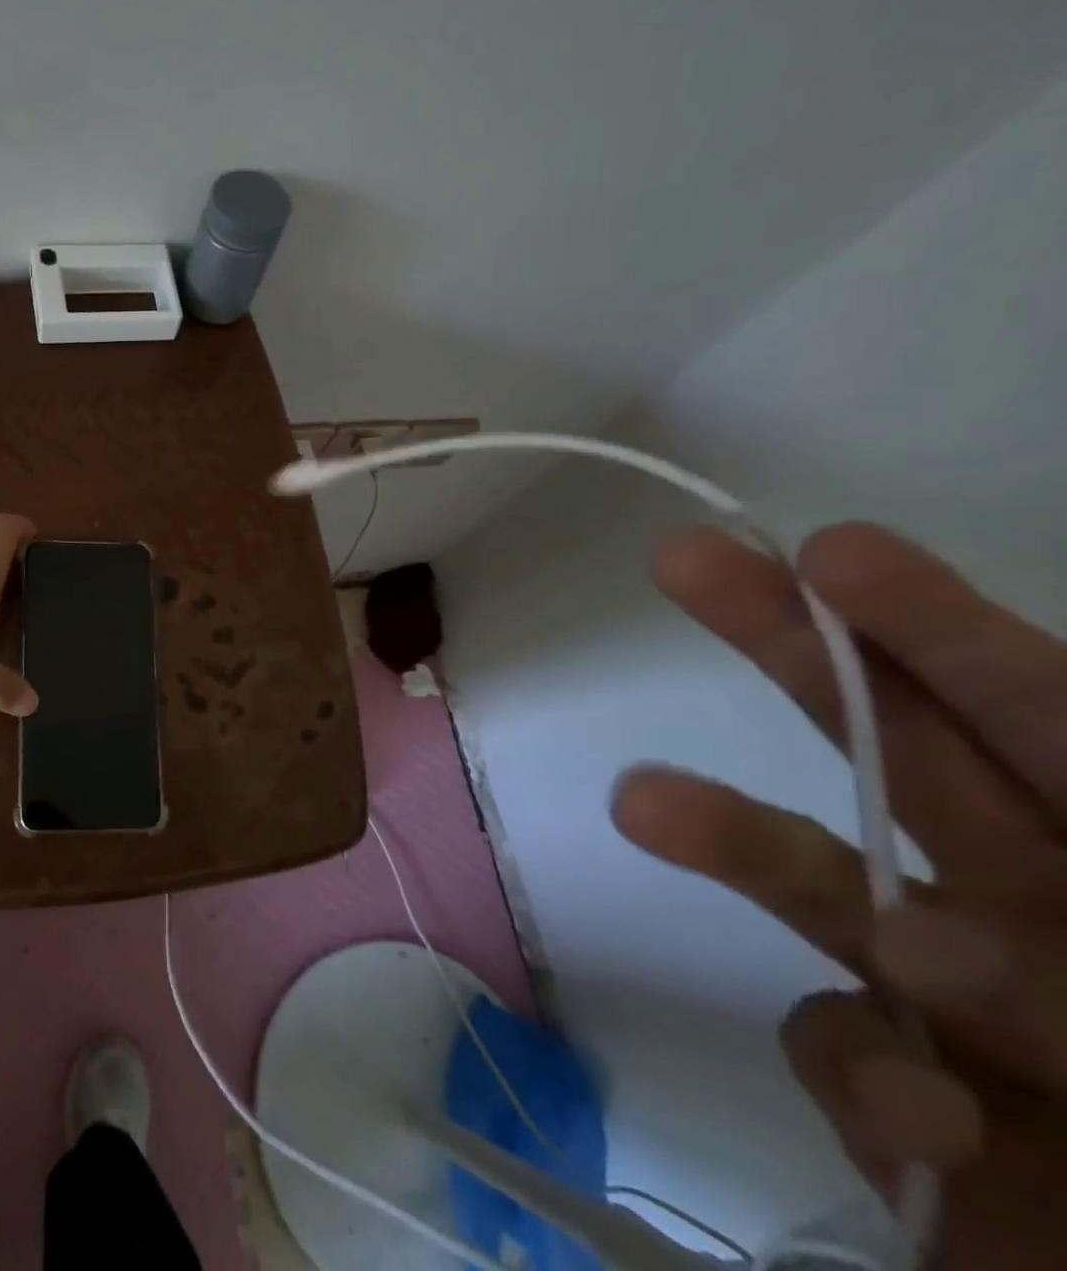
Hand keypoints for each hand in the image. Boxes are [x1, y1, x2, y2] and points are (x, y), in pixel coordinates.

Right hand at [611, 523, 1066, 1266]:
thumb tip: (906, 936)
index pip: (1045, 718)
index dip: (934, 630)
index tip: (825, 552)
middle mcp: (1037, 908)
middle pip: (894, 752)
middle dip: (787, 651)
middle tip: (680, 562)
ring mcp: (954, 998)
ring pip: (816, 882)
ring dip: (724, 835)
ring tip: (639, 805)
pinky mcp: (894, 1088)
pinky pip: (837, 1046)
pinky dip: (857, 1067)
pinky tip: (920, 1112)